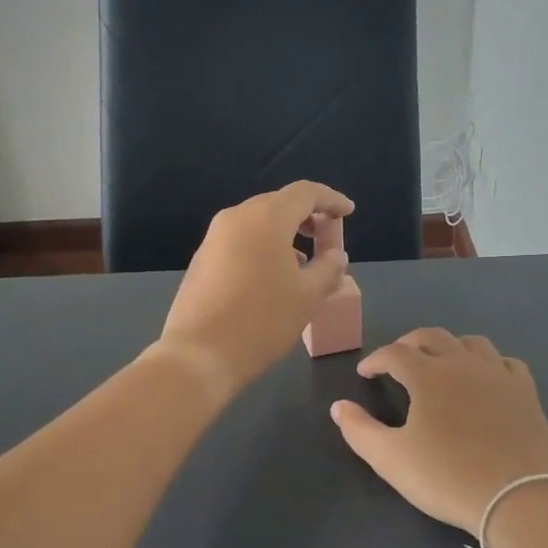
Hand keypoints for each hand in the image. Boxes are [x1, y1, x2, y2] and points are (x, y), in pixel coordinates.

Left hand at [157, 181, 355, 389]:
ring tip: (304, 262)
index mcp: (266, 218)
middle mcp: (236, 218)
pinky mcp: (202, 260)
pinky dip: (263, 247)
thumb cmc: (262, 320)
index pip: (305, 193)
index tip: (348, 213)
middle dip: (307, 217)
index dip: (331, 200)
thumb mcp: (308, 296)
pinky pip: (240, 241)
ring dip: (284, 234)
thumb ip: (329, 268)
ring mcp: (213, 238)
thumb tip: (336, 255)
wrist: (199, 355)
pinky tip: (273, 277)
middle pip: (279, 204)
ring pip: (257, 223)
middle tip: (327, 239)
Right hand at [330, 329, 547, 534]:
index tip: (365, 373)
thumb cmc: (448, 478)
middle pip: (432, 336)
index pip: (394, 353)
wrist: (519, 499)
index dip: (375, 359)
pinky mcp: (526, 392)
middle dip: (409, 343)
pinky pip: (505, 362)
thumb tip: (339, 406)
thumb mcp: (391, 459)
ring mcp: (499, 375)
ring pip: (471, 342)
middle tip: (397, 360)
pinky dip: (488, 363)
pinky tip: (485, 378)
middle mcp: (463, 364)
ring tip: (440, 363)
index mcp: (428, 375)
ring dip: (449, 346)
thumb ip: (359, 430)